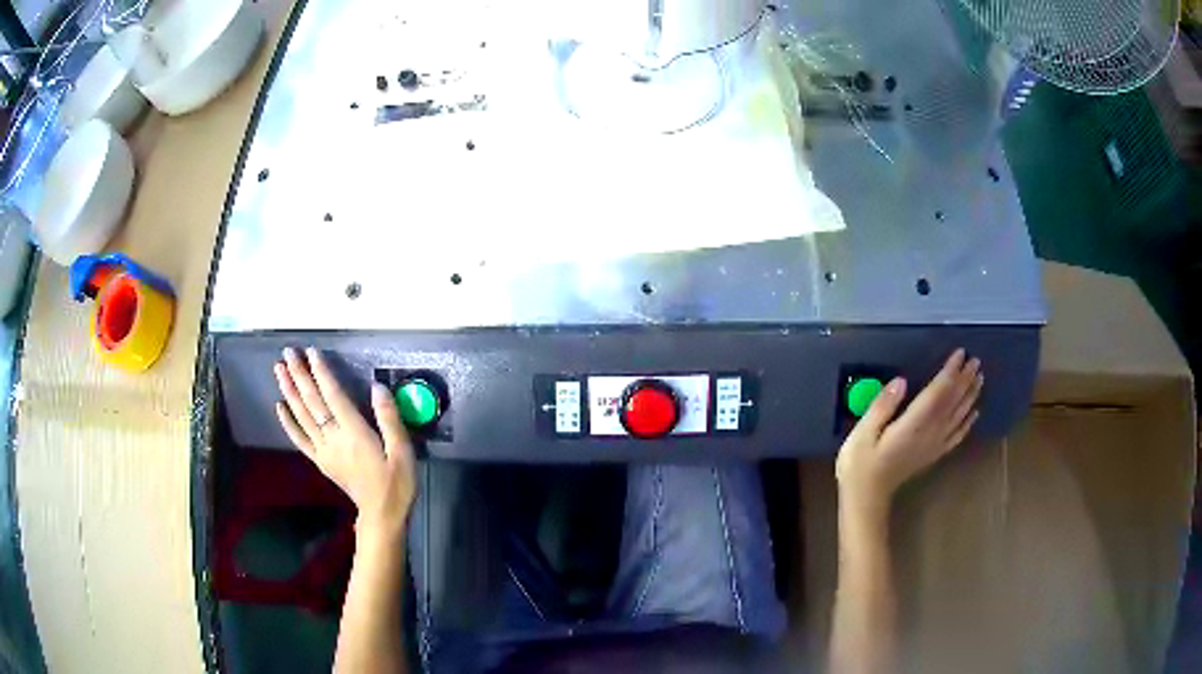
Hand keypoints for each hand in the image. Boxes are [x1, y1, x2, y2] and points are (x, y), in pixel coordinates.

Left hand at [274, 347, 415, 540]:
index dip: (321, 373)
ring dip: (289, 392)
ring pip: (302, 416)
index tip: (312, 352)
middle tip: (287, 353)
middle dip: (299, 375)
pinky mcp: (320, 461)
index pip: (333, 396)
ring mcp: (324, 450)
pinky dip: (288, 423)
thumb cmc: (396, 483)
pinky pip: (300, 439)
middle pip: (312, 402)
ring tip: (279, 370)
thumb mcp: (403, 451)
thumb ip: (390, 419)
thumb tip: (377, 387)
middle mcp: (334, 438)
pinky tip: (279, 407)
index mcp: (355, 433)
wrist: (382, 515)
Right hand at [836, 348, 982, 519]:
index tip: (960, 353)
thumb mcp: (862, 433)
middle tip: (976, 360)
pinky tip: (974, 413)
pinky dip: (967, 423)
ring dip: (970, 396)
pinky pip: (956, 436)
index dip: (950, 373)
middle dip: (965, 380)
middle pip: (952, 402)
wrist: (866, 498)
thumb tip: (901, 381)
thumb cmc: (859, 464)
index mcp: (912, 425)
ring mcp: (933, 445)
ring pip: (958, 416)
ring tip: (979, 378)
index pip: (937, 394)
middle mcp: (929, 433)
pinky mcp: (933, 454)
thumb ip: (881, 406)